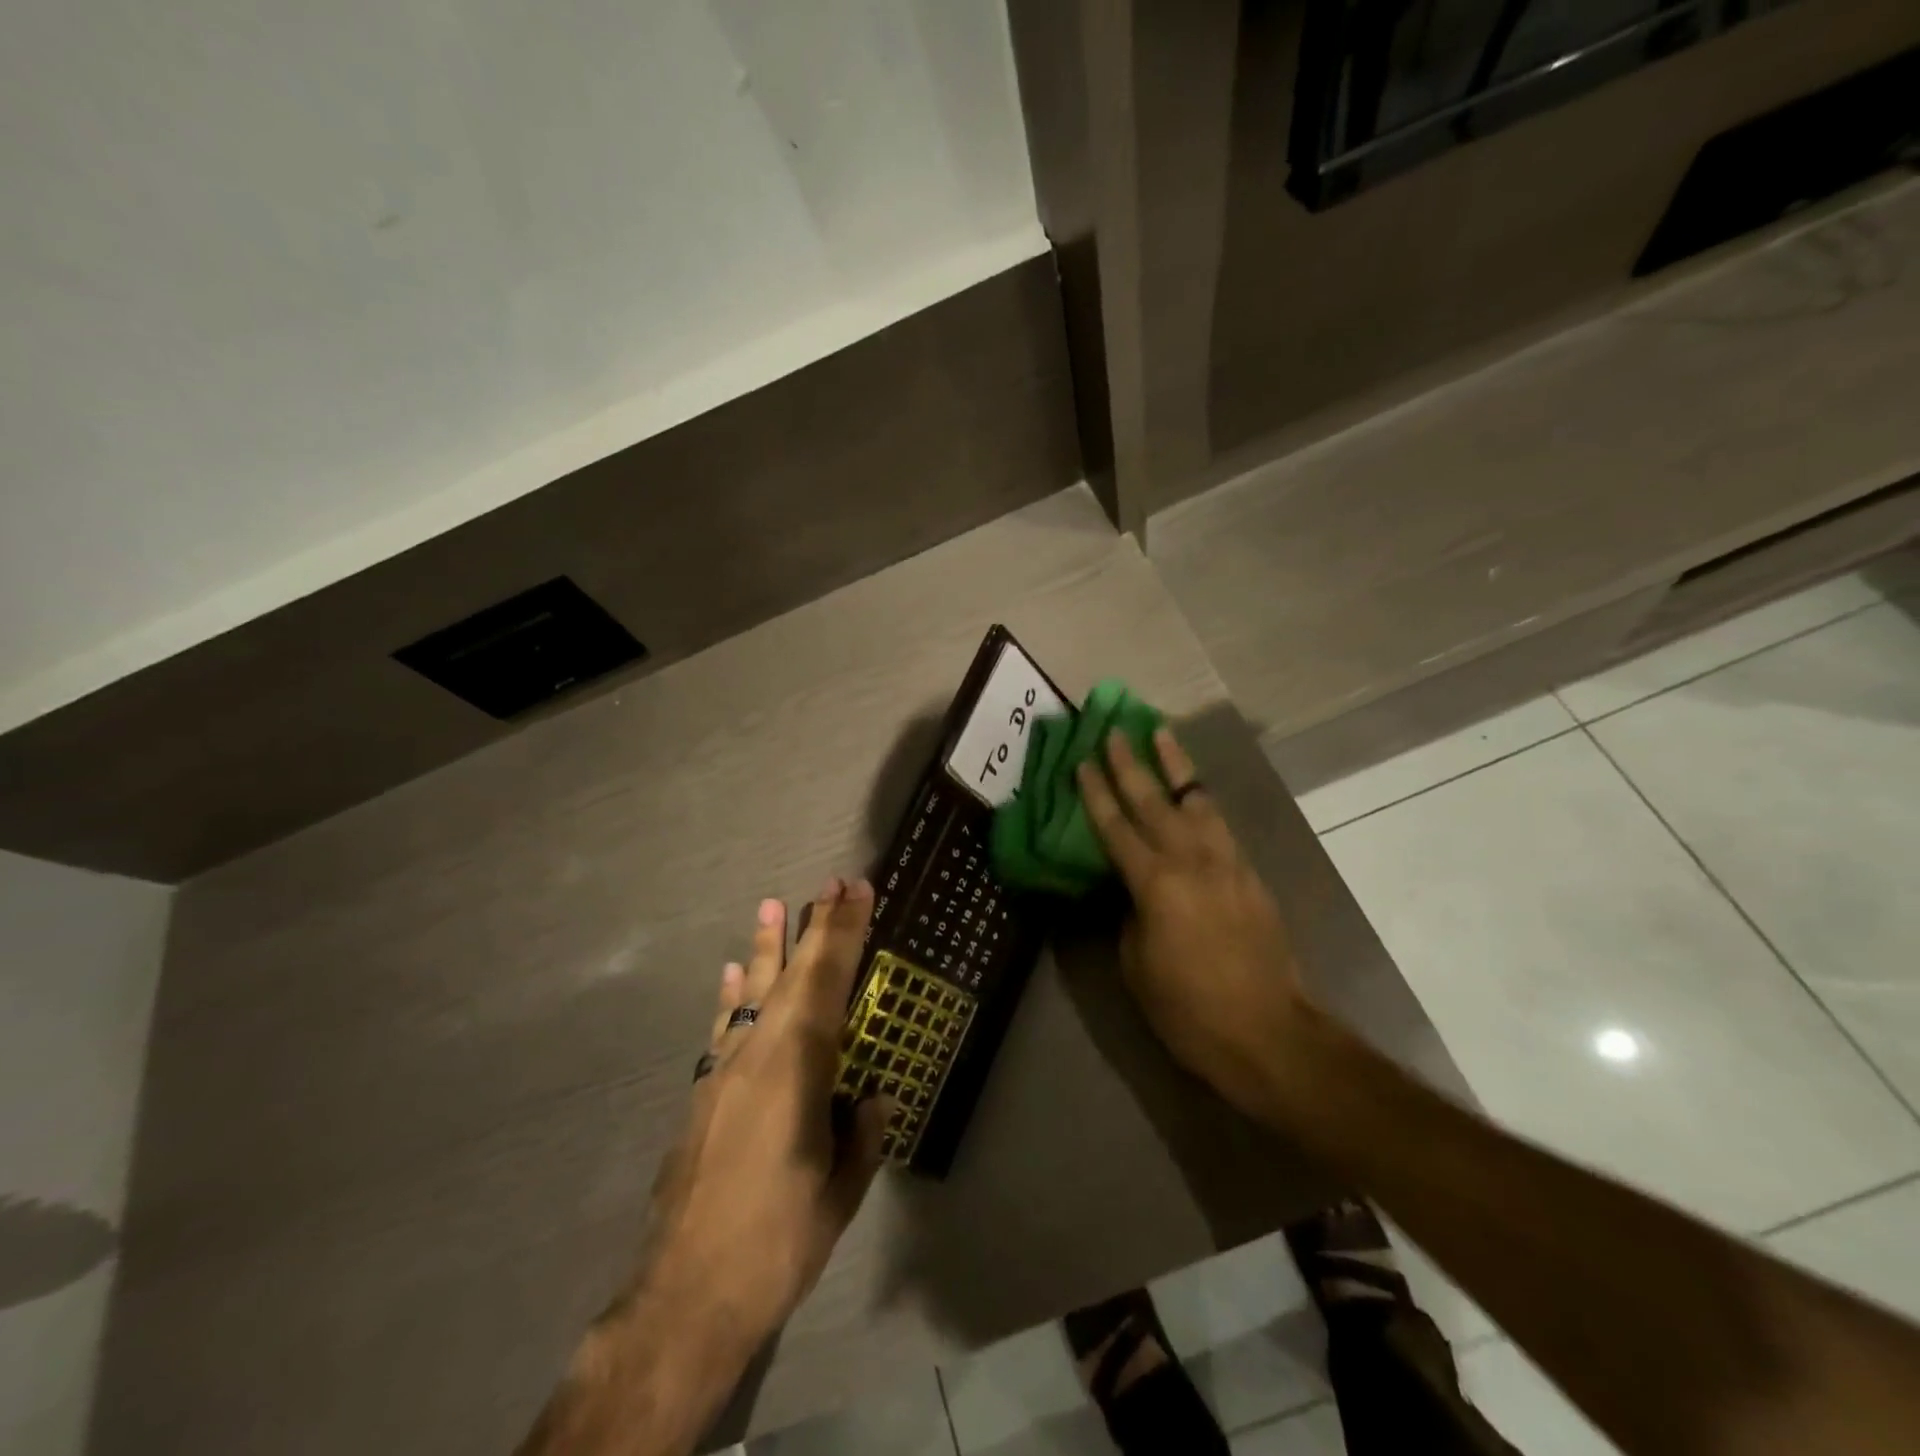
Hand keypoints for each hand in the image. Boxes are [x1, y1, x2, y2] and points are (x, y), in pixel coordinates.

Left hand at [637, 876, 888, 1350]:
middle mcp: (758, 1055)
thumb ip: (860, 1136)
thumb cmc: (776, 1242)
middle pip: (792, 976)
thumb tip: (873, 1098)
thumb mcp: (838, 1193)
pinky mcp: (704, 1095)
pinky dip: (732, 997)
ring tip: (771, 906)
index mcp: (798, 1069)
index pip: (828, 982)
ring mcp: (724, 1073)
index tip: (857, 891)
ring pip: (752, 994)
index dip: (845, 933)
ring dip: (767, 949)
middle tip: (830, 884)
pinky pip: (724, 1029)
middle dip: (815, 927)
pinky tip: (732, 976)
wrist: (684, 1297)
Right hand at [1075, 728, 1314, 1119]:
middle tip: (1115, 729)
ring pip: (1197, 800)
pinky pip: (1219, 826)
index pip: (1116, 827)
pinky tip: (1194, 793)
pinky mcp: (1250, 875)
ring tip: (1163, 735)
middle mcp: (1192, 861)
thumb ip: (1130, 915)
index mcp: (1155, 884)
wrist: (1268, 1034)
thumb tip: (1133, 891)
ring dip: (1177, 765)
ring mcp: (1227, 864)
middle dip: (1131, 763)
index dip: (1096, 793)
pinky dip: (1202, 801)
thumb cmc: (1188, 1008)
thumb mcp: (1136, 965)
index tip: (1082, 761)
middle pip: (1155, 800)